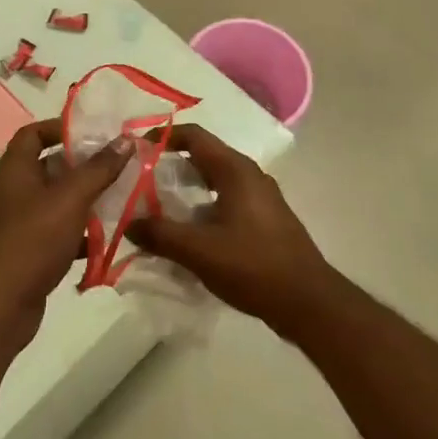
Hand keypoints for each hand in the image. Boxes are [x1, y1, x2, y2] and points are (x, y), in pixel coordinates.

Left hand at [0, 119, 131, 347]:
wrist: (0, 305)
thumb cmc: (32, 239)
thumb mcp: (71, 198)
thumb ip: (99, 168)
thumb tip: (125, 139)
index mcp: (14, 169)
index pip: (33, 133)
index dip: (60, 127)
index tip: (93, 133)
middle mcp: (13, 190)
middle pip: (50, 166)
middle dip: (83, 166)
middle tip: (118, 166)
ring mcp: (19, 223)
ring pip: (57, 201)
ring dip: (86, 199)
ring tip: (121, 198)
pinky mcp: (28, 251)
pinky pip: (58, 231)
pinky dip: (80, 232)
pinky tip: (107, 238)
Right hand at [127, 124, 337, 333]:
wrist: (308, 302)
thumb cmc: (253, 266)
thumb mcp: (199, 251)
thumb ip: (161, 235)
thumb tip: (129, 224)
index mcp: (235, 170)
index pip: (194, 136)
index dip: (163, 137)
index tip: (136, 150)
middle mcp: (249, 174)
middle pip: (204, 156)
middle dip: (171, 165)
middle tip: (141, 182)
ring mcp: (261, 197)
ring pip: (216, 179)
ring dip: (187, 188)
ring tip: (159, 208)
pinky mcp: (266, 219)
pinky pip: (227, 199)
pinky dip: (204, 206)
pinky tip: (191, 233)